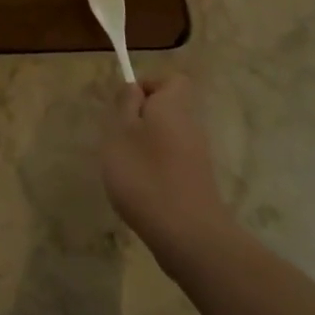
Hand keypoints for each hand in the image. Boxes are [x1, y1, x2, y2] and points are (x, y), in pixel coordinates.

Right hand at [100, 74, 227, 263]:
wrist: (187, 234)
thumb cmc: (145, 174)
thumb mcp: (120, 132)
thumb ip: (125, 105)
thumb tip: (134, 88)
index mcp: (174, 105)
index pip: (172, 80)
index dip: (148, 85)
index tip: (126, 105)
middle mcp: (191, 125)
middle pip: (168, 108)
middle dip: (141, 118)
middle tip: (118, 137)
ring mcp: (196, 155)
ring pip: (168, 135)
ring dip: (145, 145)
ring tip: (125, 165)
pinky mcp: (196, 181)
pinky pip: (171, 160)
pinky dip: (155, 168)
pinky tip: (140, 188)